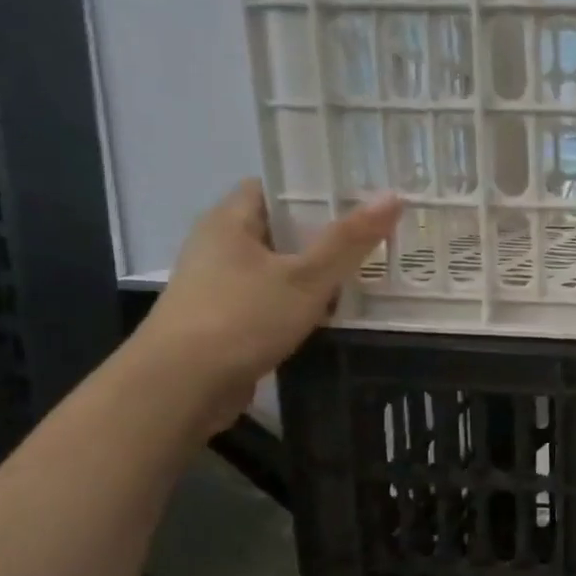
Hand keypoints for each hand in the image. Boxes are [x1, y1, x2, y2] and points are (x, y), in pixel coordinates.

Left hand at [129, 180, 401, 433]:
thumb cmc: (242, 318)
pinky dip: (303, 305)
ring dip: (318, 275)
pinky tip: (335, 316)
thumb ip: (349, 240)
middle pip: (282, 230)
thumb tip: (393, 196)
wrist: (182, 387)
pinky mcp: (227, 321)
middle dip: (327, 236)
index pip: (275, 187)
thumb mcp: (307, 277)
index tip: (360, 200)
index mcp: (230, 220)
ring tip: (367, 276)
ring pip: (281, 269)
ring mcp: (221, 286)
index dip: (317, 189)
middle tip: (376, 239)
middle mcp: (220, 247)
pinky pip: (274, 301)